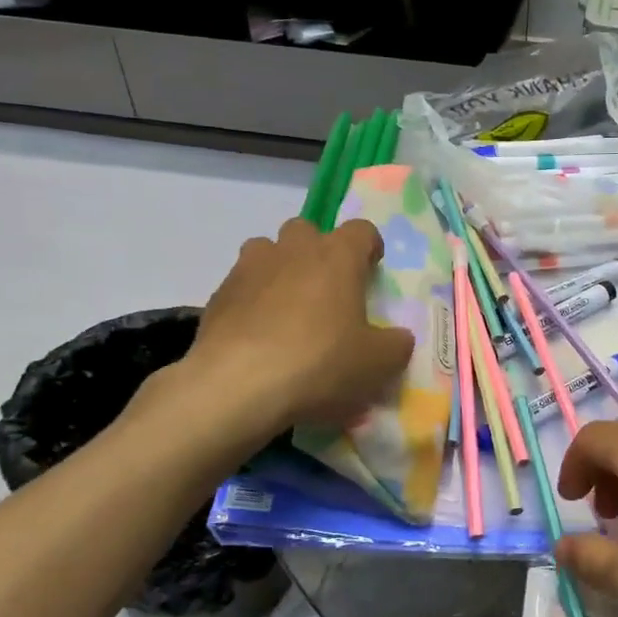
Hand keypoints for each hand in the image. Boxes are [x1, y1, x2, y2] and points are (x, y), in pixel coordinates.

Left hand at [138, 217, 414, 438]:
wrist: (237, 386)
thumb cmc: (320, 364)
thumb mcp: (377, 363)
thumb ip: (396, 345)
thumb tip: (399, 338)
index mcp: (338, 256)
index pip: (362, 230)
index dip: (369, 248)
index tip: (371, 271)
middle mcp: (293, 249)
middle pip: (308, 231)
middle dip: (318, 253)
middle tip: (327, 291)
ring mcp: (250, 268)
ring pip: (267, 251)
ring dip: (280, 270)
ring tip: (287, 309)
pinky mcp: (218, 294)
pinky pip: (242, 286)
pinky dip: (252, 301)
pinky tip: (257, 336)